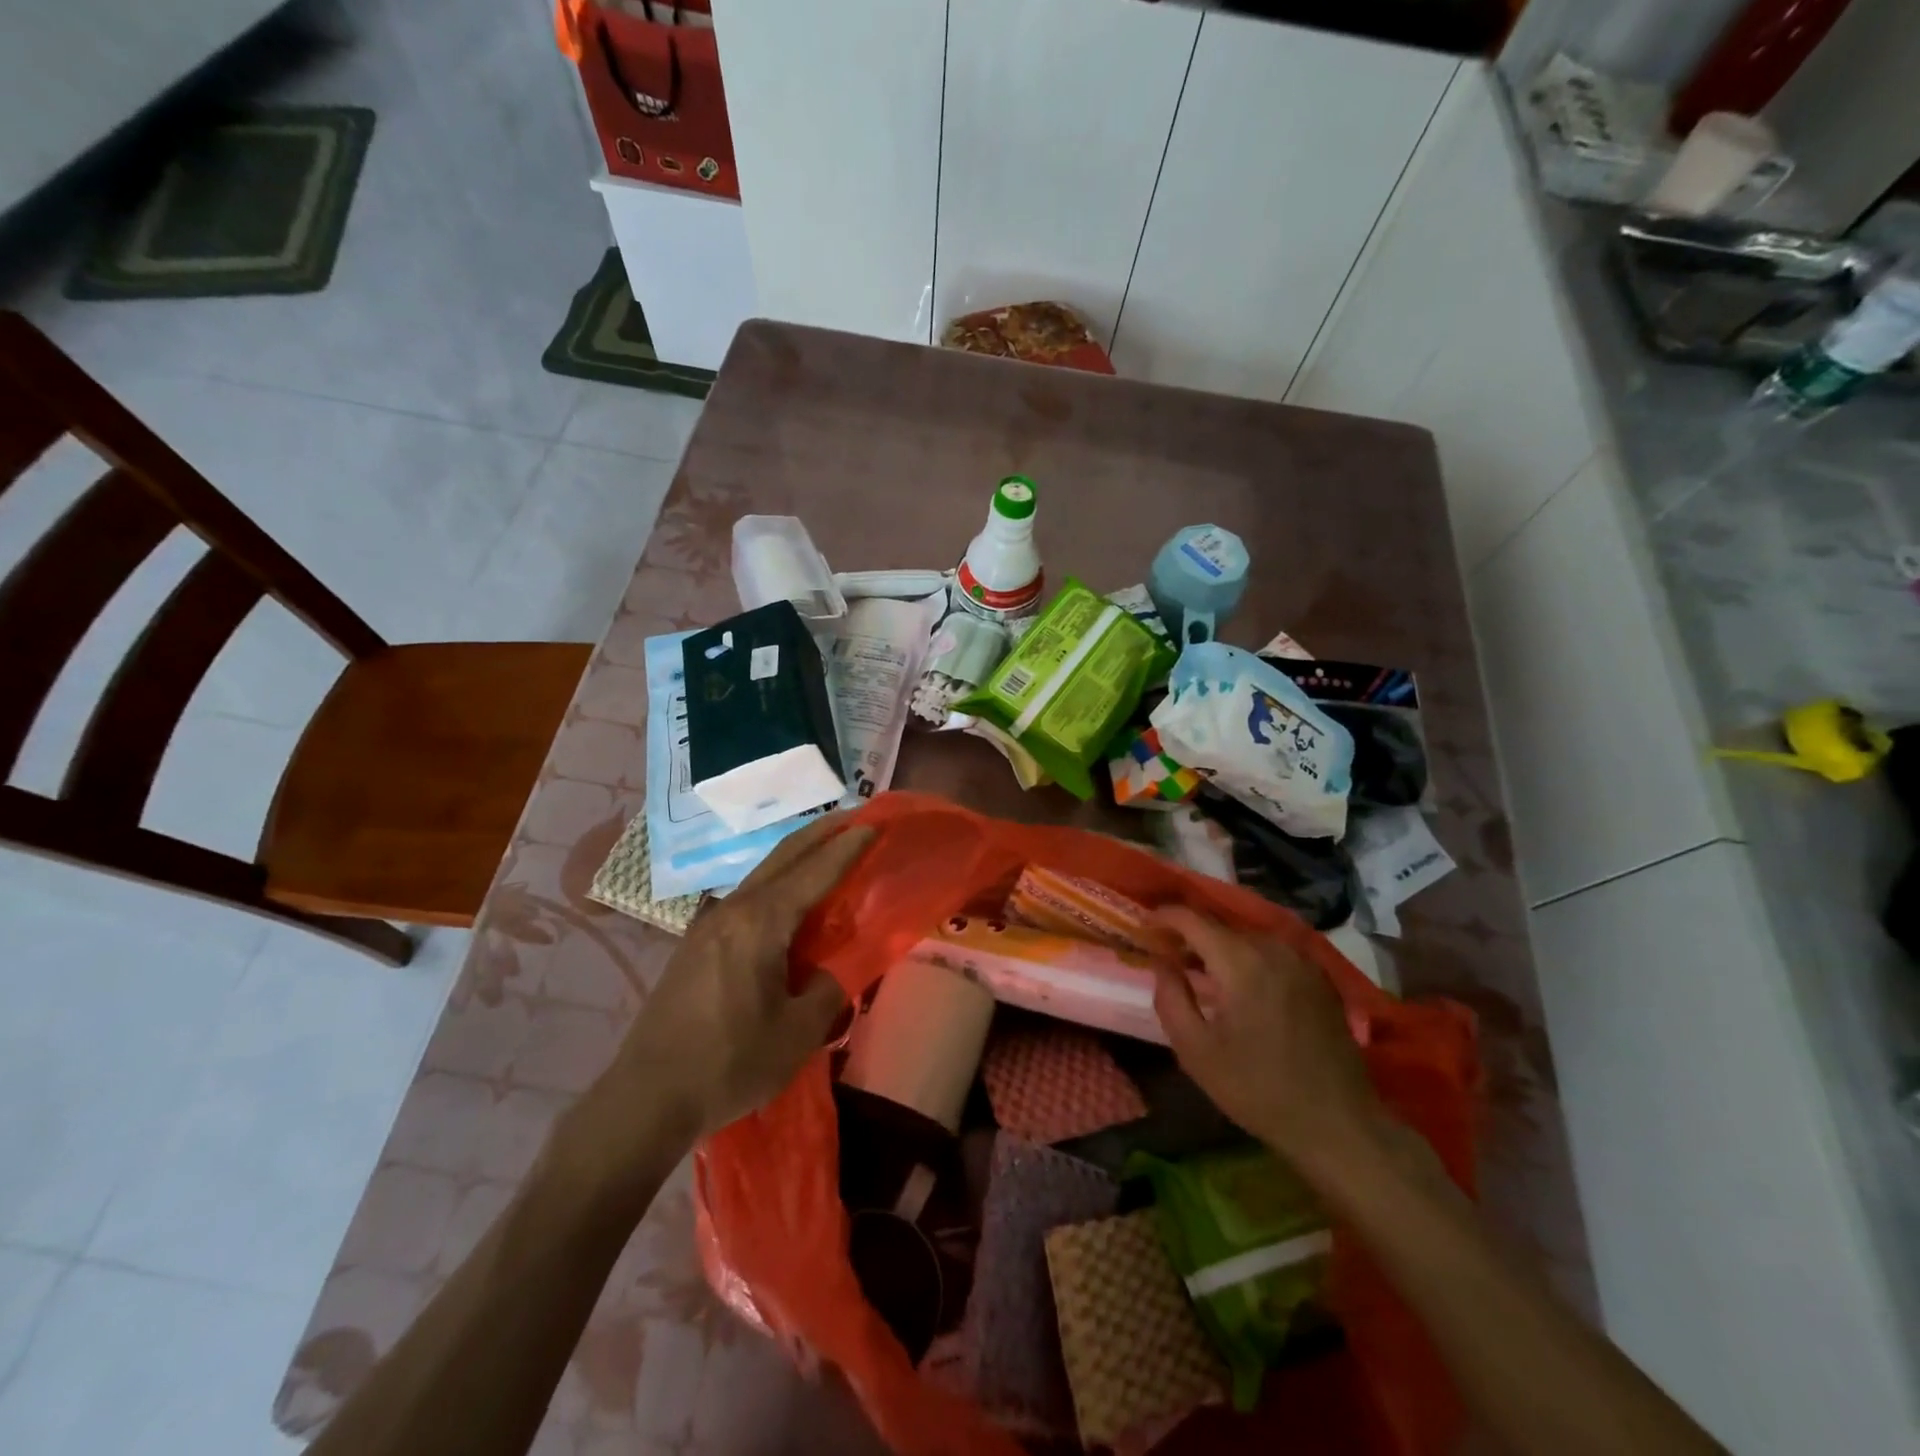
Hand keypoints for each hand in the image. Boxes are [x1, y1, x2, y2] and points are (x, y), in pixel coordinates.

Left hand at [612, 812, 874, 1141]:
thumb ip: (828, 988)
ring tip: (828, 850)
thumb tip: (835, 966)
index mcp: (760, 922)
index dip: (848, 846)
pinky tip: (789, 899)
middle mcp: (733, 909)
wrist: (646, 1097)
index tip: (875, 824)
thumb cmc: (729, 1063)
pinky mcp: (696, 944)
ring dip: (798, 856)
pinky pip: (748, 896)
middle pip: (784, 855)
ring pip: (763, 873)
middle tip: (855, 818)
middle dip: (821, 833)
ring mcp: (709, 924)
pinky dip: (778, 881)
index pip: (814, 870)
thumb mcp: (797, 1033)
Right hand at [1149, 907, 1389, 1176]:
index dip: (1162, 917)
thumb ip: (1170, 997)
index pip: (1192, 919)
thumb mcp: (1195, 1050)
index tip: (1143, 928)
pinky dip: (1249, 958)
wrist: (1338, 1124)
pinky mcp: (1320, 978)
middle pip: (1220, 926)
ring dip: (1220, 947)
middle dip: (1190, 935)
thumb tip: (1162, 961)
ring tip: (1202, 972)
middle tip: (1168, 956)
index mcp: (1240, 961)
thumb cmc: (1257, 1089)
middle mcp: (1273, 948)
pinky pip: (1272, 953)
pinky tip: (1242, 986)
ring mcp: (1302, 961)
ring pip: (1247, 938)